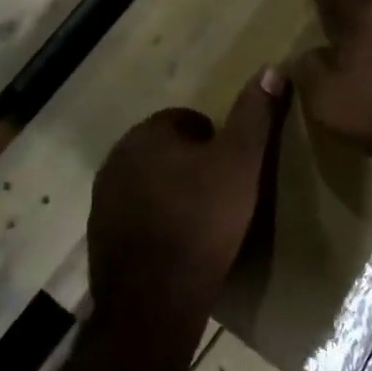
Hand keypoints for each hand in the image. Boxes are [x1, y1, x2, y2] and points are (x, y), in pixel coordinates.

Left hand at [87, 69, 286, 336]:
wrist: (154, 301)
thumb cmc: (202, 223)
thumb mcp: (241, 164)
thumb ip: (254, 115)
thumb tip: (271, 68)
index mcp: (147, 134)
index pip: (187, 120)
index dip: (216, 143)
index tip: (234, 173)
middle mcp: (117, 157)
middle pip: (166, 150)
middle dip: (192, 166)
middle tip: (222, 197)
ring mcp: (104, 198)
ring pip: (149, 182)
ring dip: (172, 193)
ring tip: (202, 223)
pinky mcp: (100, 234)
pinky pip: (136, 214)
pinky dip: (155, 221)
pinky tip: (176, 245)